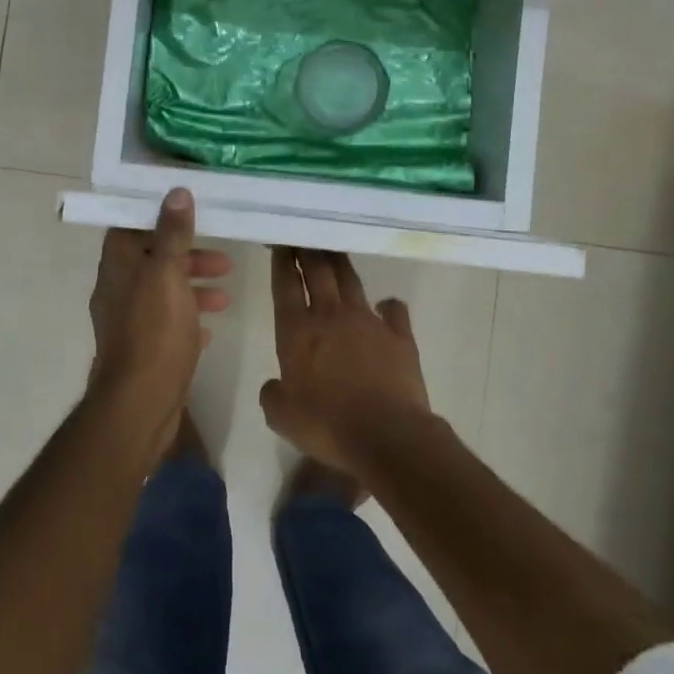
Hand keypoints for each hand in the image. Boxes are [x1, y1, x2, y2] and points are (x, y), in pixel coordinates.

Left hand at [88, 188, 231, 451]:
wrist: (139, 405)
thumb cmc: (154, 333)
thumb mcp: (167, 276)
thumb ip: (172, 234)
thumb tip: (176, 191)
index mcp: (118, 267)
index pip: (131, 227)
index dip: (158, 217)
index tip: (191, 211)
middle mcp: (118, 290)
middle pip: (152, 259)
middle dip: (188, 255)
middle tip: (224, 259)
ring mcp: (129, 322)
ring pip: (163, 292)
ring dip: (193, 286)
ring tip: (227, 292)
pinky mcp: (143, 349)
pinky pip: (167, 323)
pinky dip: (188, 317)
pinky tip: (211, 325)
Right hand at [260, 249, 431, 477]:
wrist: (387, 436)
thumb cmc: (326, 425)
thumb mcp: (282, 416)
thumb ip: (273, 394)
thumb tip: (275, 384)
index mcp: (297, 330)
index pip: (286, 284)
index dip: (282, 261)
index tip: (280, 244)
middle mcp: (331, 315)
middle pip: (318, 270)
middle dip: (308, 250)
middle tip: (303, 237)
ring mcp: (368, 321)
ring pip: (351, 280)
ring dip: (340, 264)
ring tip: (334, 252)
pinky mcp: (400, 335)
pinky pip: (393, 310)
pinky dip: (387, 305)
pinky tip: (385, 306)